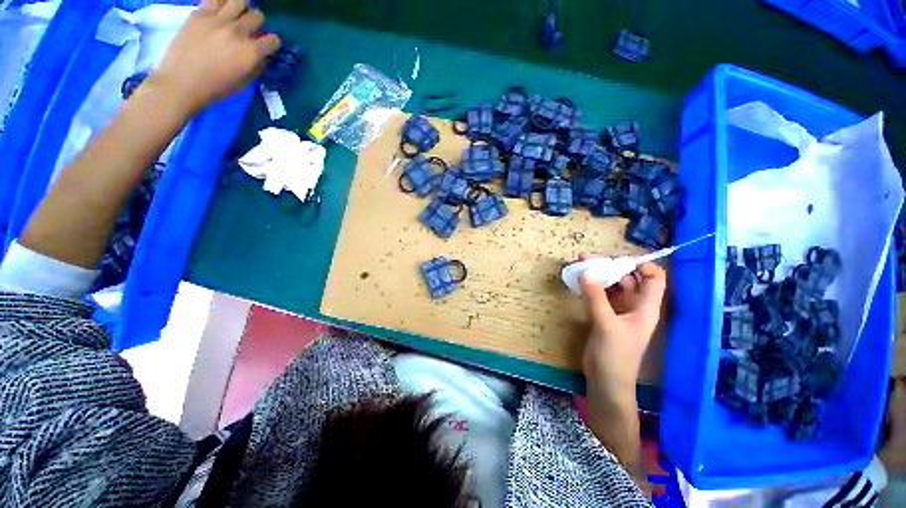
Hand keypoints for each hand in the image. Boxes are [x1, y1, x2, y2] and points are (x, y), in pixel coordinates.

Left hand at [150, 0, 280, 113]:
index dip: (272, 44)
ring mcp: (218, 20)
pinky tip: (220, 10)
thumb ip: (254, 67)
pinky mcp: (200, 14)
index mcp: (251, 52)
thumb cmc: (216, 88)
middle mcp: (238, 32)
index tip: (266, 46)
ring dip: (241, 8)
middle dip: (256, 23)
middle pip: (257, 16)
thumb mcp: (244, 83)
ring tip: (235, 15)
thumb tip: (259, 58)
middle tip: (248, 29)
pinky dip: (221, 2)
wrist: (181, 82)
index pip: (273, 40)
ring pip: (239, 0)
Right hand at [579, 258, 665, 399]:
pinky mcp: (604, 316)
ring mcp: (618, 311)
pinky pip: (599, 295)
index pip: (653, 278)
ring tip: (578, 266)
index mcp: (645, 307)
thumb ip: (595, 297)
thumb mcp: (606, 324)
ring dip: (597, 276)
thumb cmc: (614, 355)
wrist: (606, 381)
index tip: (615, 258)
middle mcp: (634, 306)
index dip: (640, 265)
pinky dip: (590, 287)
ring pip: (611, 286)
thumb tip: (585, 272)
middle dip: (609, 266)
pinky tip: (578, 282)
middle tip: (585, 259)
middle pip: (627, 278)